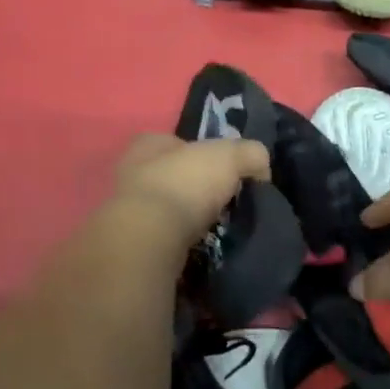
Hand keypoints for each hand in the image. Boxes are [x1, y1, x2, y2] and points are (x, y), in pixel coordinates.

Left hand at [113, 132, 272, 249]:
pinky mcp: (133, 242)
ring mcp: (128, 210)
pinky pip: (165, 236)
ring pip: (167, 208)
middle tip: (225, 200)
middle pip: (173, 175)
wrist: (151, 239)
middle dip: (197, 187)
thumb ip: (250, 154)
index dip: (203, 152)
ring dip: (189, 217)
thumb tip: (261, 169)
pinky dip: (182, 241)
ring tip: (217, 227)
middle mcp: (131, 173)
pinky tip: (201, 246)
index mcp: (148, 145)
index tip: (227, 170)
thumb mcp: (229, 156)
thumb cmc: (185, 184)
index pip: (177, 142)